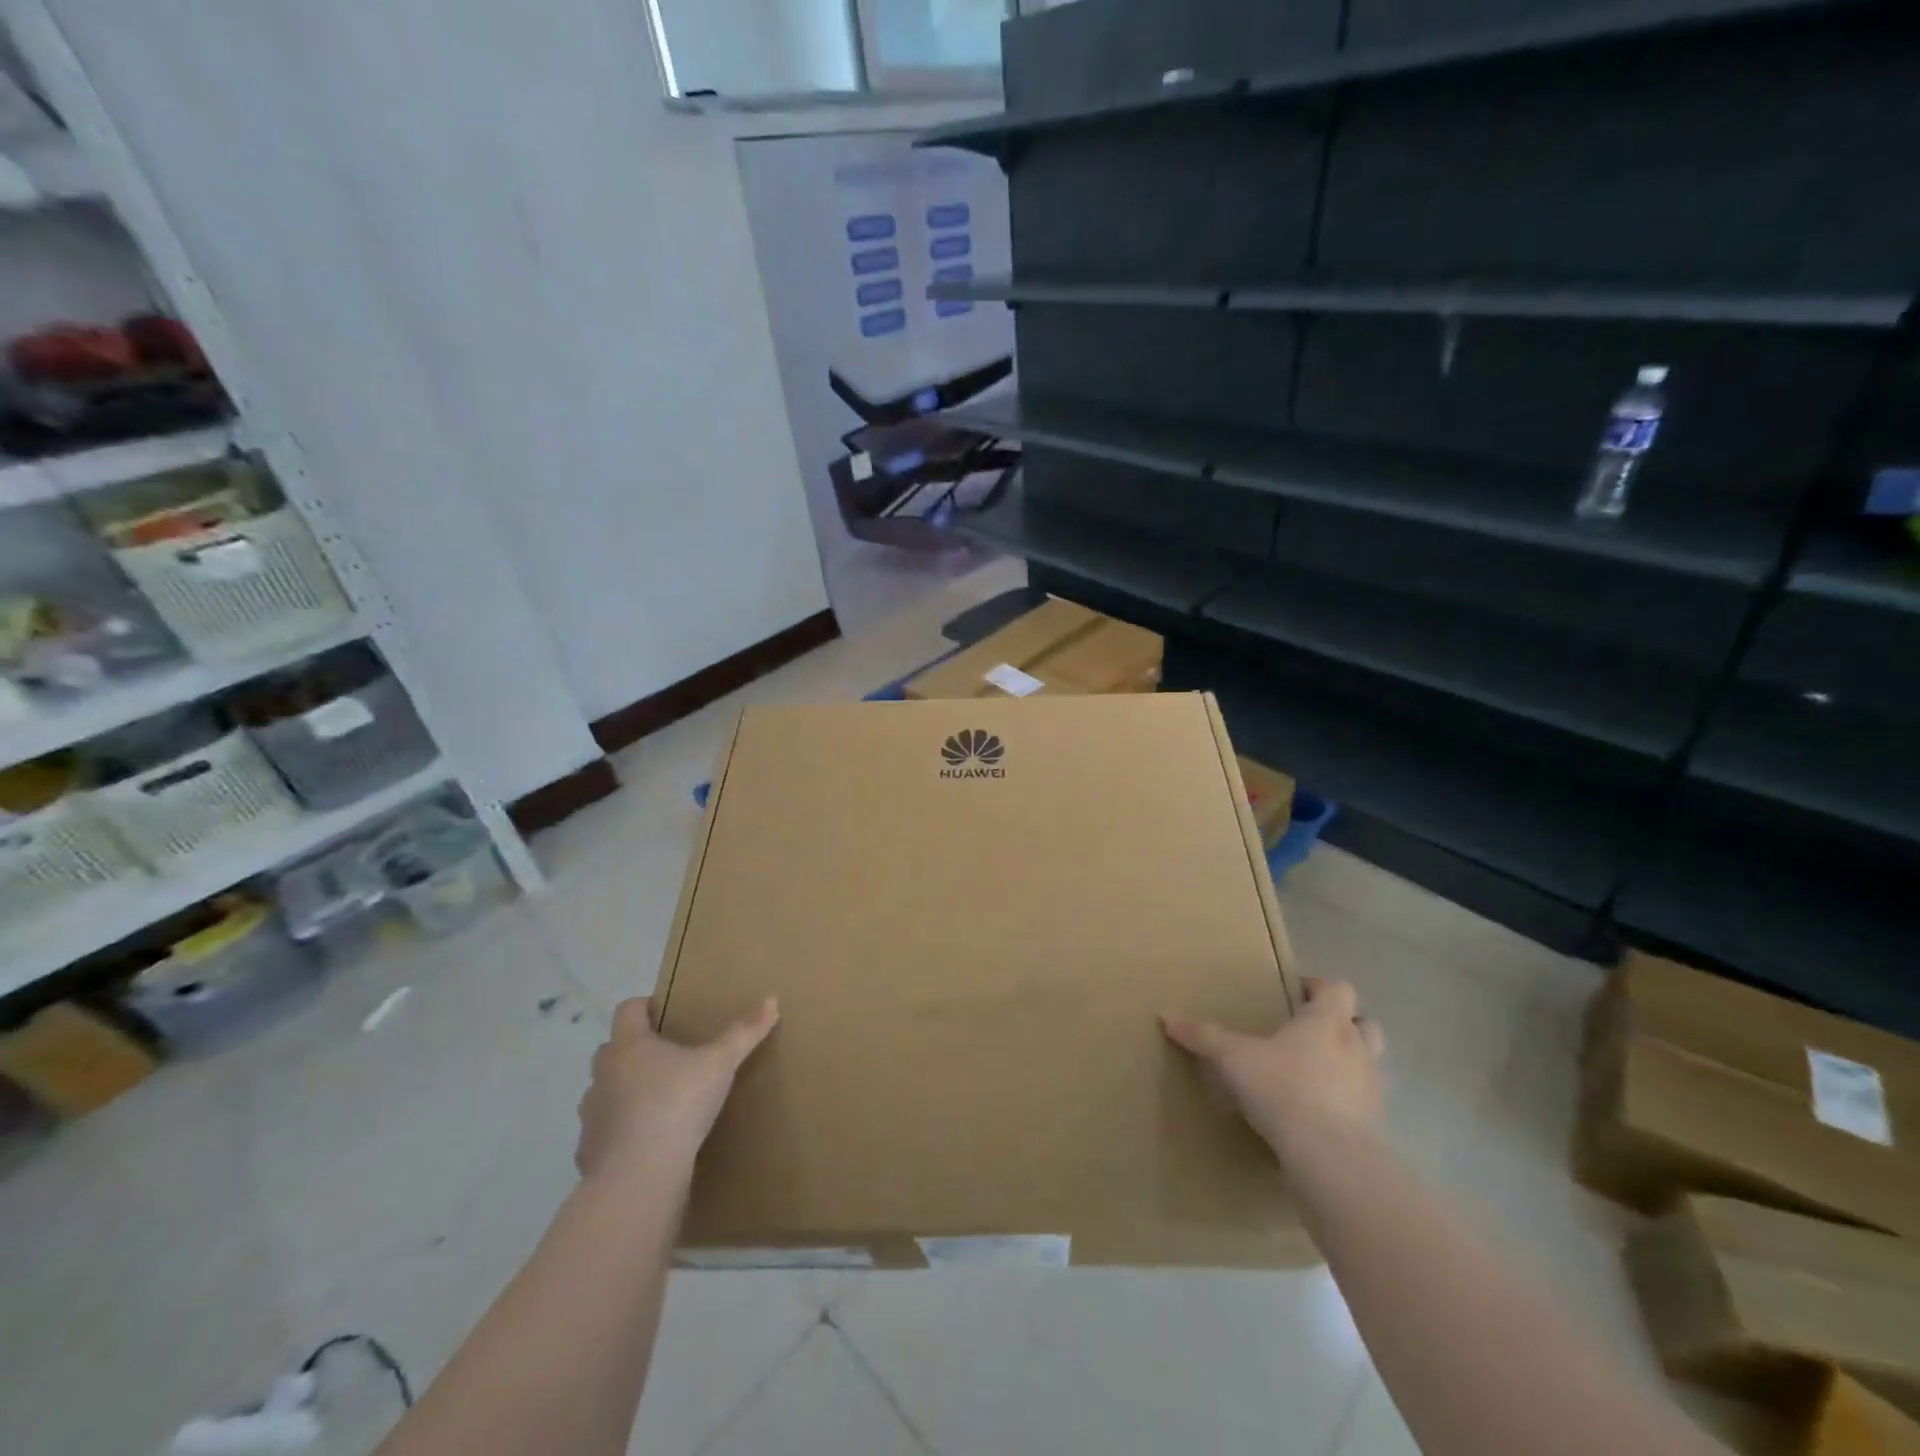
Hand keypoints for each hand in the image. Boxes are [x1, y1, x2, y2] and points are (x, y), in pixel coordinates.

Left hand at [576, 995, 778, 1184]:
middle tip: (669, 1057)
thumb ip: (744, 1033)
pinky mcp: (590, 1150)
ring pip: (605, 1090)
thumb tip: (772, 1000)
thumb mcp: (720, 1064)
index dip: (646, 1007)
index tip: (668, 1014)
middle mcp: (603, 1073)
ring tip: (658, 1100)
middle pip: (613, 1048)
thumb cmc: (677, 1104)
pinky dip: (621, 1130)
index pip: (627, 1009)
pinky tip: (646, 1141)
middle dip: (636, 1049)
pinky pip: (604, 1130)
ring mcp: (591, 1113)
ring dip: (625, 1090)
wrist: (639, 1177)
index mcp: (629, 1045)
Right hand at [1162, 978, 1384, 1157]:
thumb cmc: (1282, 1088)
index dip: (1320, 987)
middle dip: (1345, 1024)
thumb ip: (1204, 1037)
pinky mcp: (1376, 1125)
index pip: (1339, 988)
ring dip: (1352, 1062)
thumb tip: (1168, 1020)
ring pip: (1373, 1063)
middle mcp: (1356, 1047)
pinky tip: (1323, 1112)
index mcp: (1327, 1021)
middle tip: (1312, 1032)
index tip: (1296, 994)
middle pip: (1366, 1022)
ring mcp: (1372, 1087)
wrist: (1330, 1156)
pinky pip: (1367, 1103)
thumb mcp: (1232, 1059)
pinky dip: (1350, 1101)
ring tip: (1319, 1072)